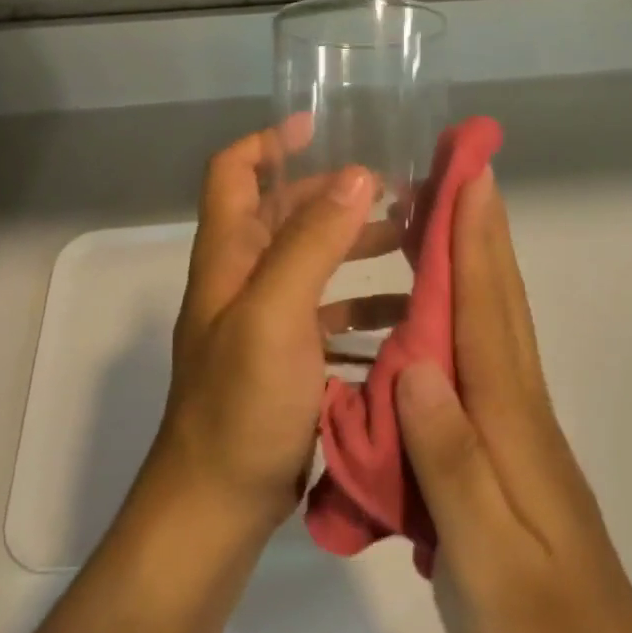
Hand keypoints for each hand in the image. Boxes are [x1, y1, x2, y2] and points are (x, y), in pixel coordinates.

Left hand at [152, 126, 376, 534]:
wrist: (217, 506)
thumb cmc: (241, 405)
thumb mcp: (275, 315)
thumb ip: (312, 242)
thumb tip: (356, 175)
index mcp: (229, 257)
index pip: (234, 173)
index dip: (269, 141)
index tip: (320, 126)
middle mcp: (243, 281)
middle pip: (286, 216)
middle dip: (337, 197)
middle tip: (399, 192)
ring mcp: (265, 323)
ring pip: (314, 266)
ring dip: (358, 249)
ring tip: (414, 244)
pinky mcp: (288, 362)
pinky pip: (329, 318)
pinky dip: (363, 307)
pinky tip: (405, 313)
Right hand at [395, 171, 631, 632]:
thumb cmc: (537, 622)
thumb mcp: (482, 552)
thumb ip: (449, 458)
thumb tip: (417, 366)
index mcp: (508, 419)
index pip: (488, 310)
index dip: (476, 240)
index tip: (468, 176)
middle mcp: (518, 405)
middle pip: (500, 300)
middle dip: (482, 230)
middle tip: (461, 172)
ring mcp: (519, 424)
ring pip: (496, 323)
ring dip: (475, 264)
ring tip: (439, 223)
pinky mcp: (511, 445)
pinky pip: (482, 360)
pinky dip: (465, 316)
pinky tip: (435, 319)